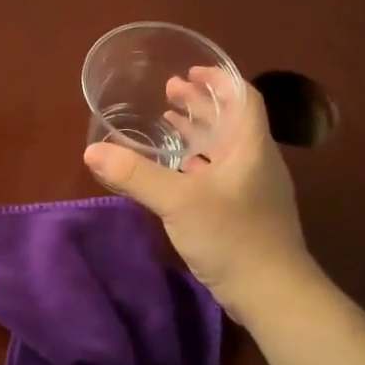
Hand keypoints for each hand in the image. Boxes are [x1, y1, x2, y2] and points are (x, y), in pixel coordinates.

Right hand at [84, 68, 314, 320]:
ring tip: (167, 122)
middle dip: (200, 103)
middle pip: (230, 120)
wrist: (272, 293)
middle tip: (169, 92)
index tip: (190, 71)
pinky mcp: (243, 212)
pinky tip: (175, 170)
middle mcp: (255, 162)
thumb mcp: (179, 202)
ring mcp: (251, 189)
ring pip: (223, 148)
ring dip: (198, 132)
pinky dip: (196, 162)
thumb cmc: (233, 237)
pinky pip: (218, 173)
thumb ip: (136, 175)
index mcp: (250, 147)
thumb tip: (92, 151)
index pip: (243, 98)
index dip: (218, 80)